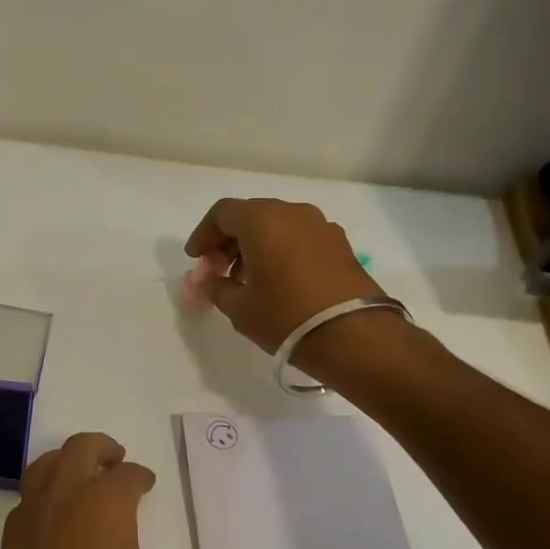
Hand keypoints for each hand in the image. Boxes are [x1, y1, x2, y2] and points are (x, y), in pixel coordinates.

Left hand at [0, 434, 199, 548]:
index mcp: (105, 508)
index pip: (125, 476)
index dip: (139, 476)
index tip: (146, 483)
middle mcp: (63, 501)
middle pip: (78, 450)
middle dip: (100, 449)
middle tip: (115, 461)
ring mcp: (29, 521)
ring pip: (43, 467)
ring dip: (64, 465)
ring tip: (82, 481)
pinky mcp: (7, 547)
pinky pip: (25, 503)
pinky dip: (42, 498)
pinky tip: (56, 524)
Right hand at [184, 197, 386, 354]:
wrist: (354, 335)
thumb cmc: (286, 317)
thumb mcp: (239, 307)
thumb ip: (215, 287)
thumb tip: (206, 279)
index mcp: (263, 220)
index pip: (223, 213)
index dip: (204, 234)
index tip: (196, 259)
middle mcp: (292, 212)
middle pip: (251, 215)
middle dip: (229, 239)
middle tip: (218, 269)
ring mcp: (321, 226)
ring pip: (277, 225)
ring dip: (256, 244)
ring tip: (246, 278)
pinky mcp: (340, 244)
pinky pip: (299, 236)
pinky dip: (281, 249)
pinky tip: (277, 280)